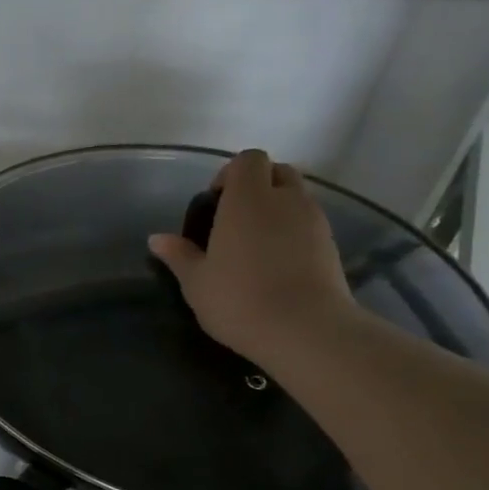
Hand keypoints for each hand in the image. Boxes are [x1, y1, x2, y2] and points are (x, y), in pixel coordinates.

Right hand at [148, 148, 356, 365]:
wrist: (305, 330)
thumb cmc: (239, 299)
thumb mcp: (196, 281)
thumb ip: (178, 255)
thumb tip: (156, 238)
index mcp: (248, 199)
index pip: (248, 160)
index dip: (231, 174)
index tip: (215, 202)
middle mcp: (285, 200)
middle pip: (278, 171)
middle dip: (258, 185)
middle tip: (235, 219)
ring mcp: (314, 221)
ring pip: (296, 197)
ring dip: (277, 209)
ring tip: (256, 245)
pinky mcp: (332, 245)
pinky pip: (309, 224)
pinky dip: (294, 232)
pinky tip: (277, 264)